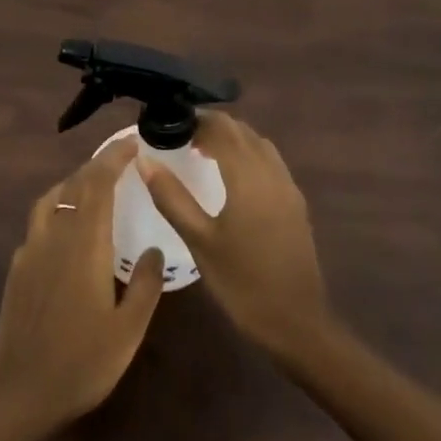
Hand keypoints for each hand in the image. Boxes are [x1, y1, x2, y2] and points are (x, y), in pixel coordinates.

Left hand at [0, 137, 165, 432]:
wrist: (20, 393)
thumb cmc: (82, 362)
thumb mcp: (128, 329)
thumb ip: (144, 284)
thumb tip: (152, 248)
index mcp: (84, 244)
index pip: (98, 185)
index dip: (113, 159)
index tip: (131, 144)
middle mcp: (54, 237)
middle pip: (73, 186)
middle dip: (96, 166)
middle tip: (119, 159)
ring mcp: (30, 252)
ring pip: (50, 200)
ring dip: (73, 183)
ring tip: (92, 185)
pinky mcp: (17, 269)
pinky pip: (38, 223)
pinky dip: (56, 209)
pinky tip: (67, 228)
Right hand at [137, 111, 329, 359]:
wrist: (296, 320)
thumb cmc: (241, 281)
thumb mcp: (199, 240)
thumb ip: (171, 197)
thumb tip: (144, 160)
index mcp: (248, 176)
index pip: (222, 128)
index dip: (196, 119)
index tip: (170, 123)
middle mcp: (272, 172)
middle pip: (243, 132)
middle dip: (213, 127)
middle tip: (180, 138)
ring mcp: (288, 187)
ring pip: (259, 145)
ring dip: (232, 140)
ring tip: (201, 153)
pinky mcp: (295, 203)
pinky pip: (270, 163)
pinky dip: (248, 156)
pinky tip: (231, 179)